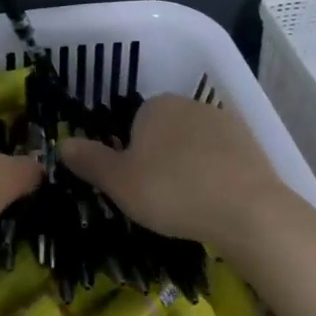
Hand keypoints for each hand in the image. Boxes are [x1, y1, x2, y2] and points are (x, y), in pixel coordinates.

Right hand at [58, 94, 315, 257]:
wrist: (247, 210)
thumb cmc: (171, 190)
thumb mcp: (118, 182)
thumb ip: (89, 160)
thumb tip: (62, 144)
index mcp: (155, 106)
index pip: (132, 125)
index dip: (129, 156)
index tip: (134, 185)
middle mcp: (190, 104)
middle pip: (164, 133)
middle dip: (159, 159)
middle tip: (158, 198)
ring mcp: (225, 123)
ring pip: (193, 146)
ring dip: (188, 168)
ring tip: (188, 206)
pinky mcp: (252, 145)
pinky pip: (221, 160)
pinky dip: (215, 177)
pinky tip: (215, 203)